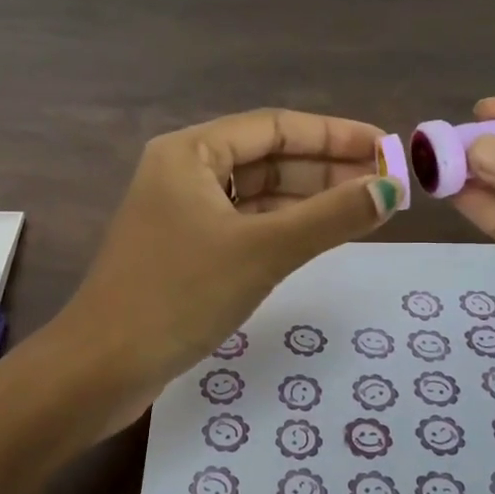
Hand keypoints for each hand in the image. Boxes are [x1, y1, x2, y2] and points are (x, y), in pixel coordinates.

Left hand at [51, 109, 402, 434]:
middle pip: (266, 158)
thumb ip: (329, 217)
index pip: (274, 127)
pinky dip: (282, 228)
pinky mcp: (184, 250)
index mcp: (189, 151)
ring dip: (307, 200)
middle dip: (325, 169)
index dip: (334, 135)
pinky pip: (244, 225)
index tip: (386, 147)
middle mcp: (182, 172)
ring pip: (256, 195)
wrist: (103, 366)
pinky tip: (319, 235)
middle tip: (386, 183)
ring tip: (366, 208)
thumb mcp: (262, 251)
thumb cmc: (179, 295)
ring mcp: (181, 213)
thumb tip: (391, 190)